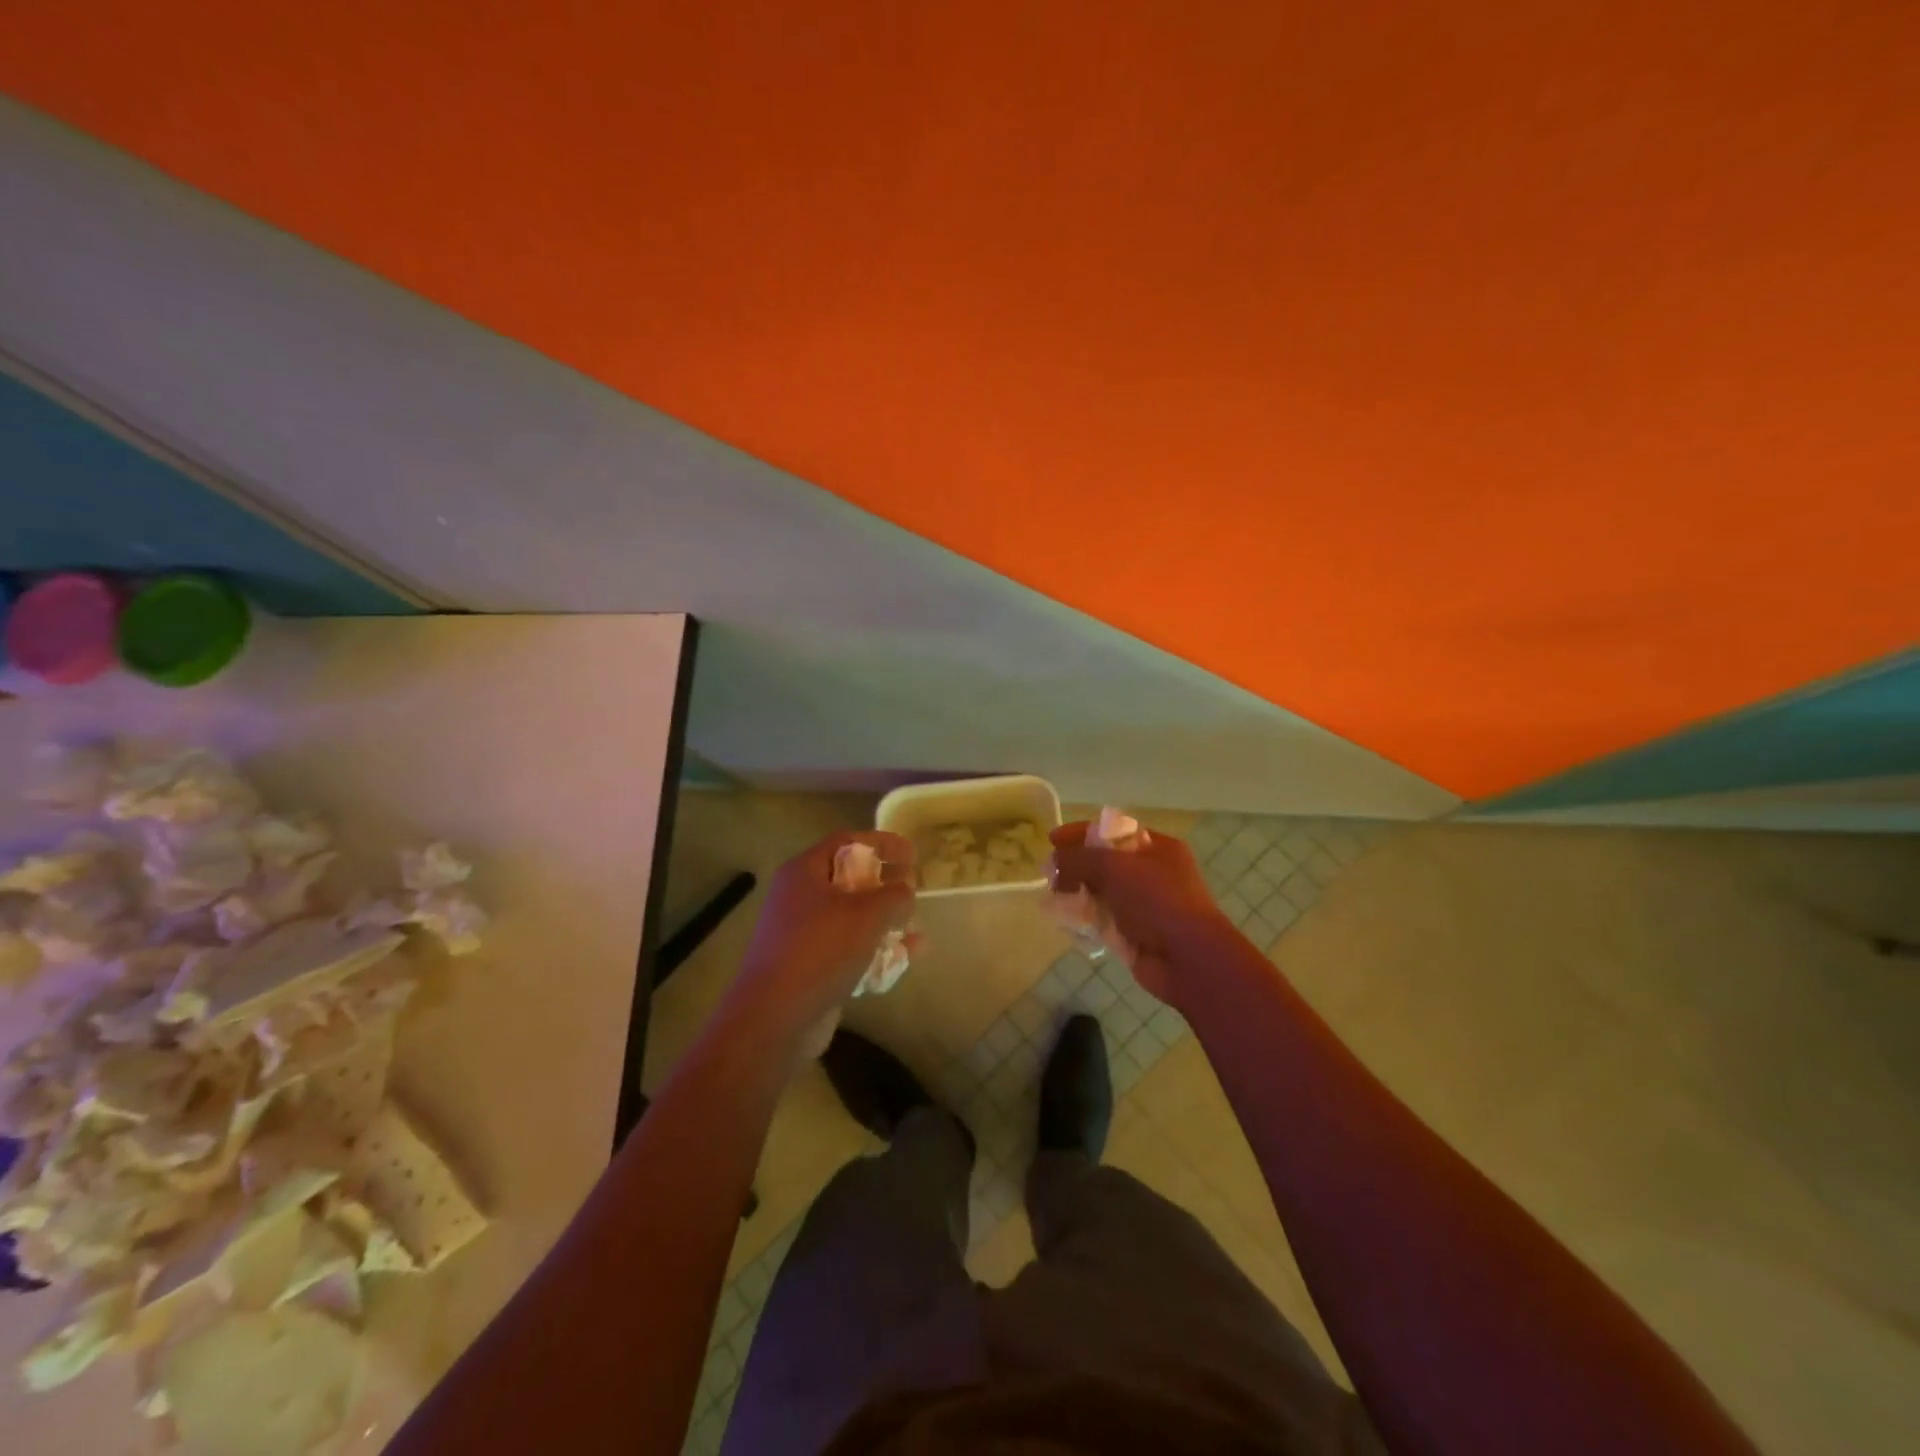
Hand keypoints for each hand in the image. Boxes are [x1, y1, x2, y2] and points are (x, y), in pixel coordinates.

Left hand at [735, 830, 914, 1028]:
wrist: (775, 1018)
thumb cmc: (820, 951)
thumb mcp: (867, 915)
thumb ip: (895, 896)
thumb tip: (906, 890)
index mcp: (805, 872)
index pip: (847, 842)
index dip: (882, 843)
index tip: (912, 854)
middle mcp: (800, 897)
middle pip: (851, 879)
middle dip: (887, 886)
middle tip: (914, 892)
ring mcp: (803, 934)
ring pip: (853, 917)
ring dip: (886, 922)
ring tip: (917, 932)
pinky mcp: (810, 966)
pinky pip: (848, 948)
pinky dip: (875, 950)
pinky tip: (906, 960)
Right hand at [1049, 821, 1230, 1006]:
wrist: (1188, 958)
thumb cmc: (1157, 900)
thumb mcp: (1115, 868)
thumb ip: (1080, 859)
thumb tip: (1055, 860)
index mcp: (1158, 848)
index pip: (1114, 831)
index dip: (1081, 833)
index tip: (1053, 840)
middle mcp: (1154, 873)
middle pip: (1106, 862)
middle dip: (1077, 865)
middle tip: (1049, 873)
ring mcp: (1146, 905)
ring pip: (1103, 892)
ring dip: (1078, 893)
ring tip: (1053, 897)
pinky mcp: (1137, 933)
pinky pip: (1105, 920)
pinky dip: (1086, 919)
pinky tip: (1066, 921)